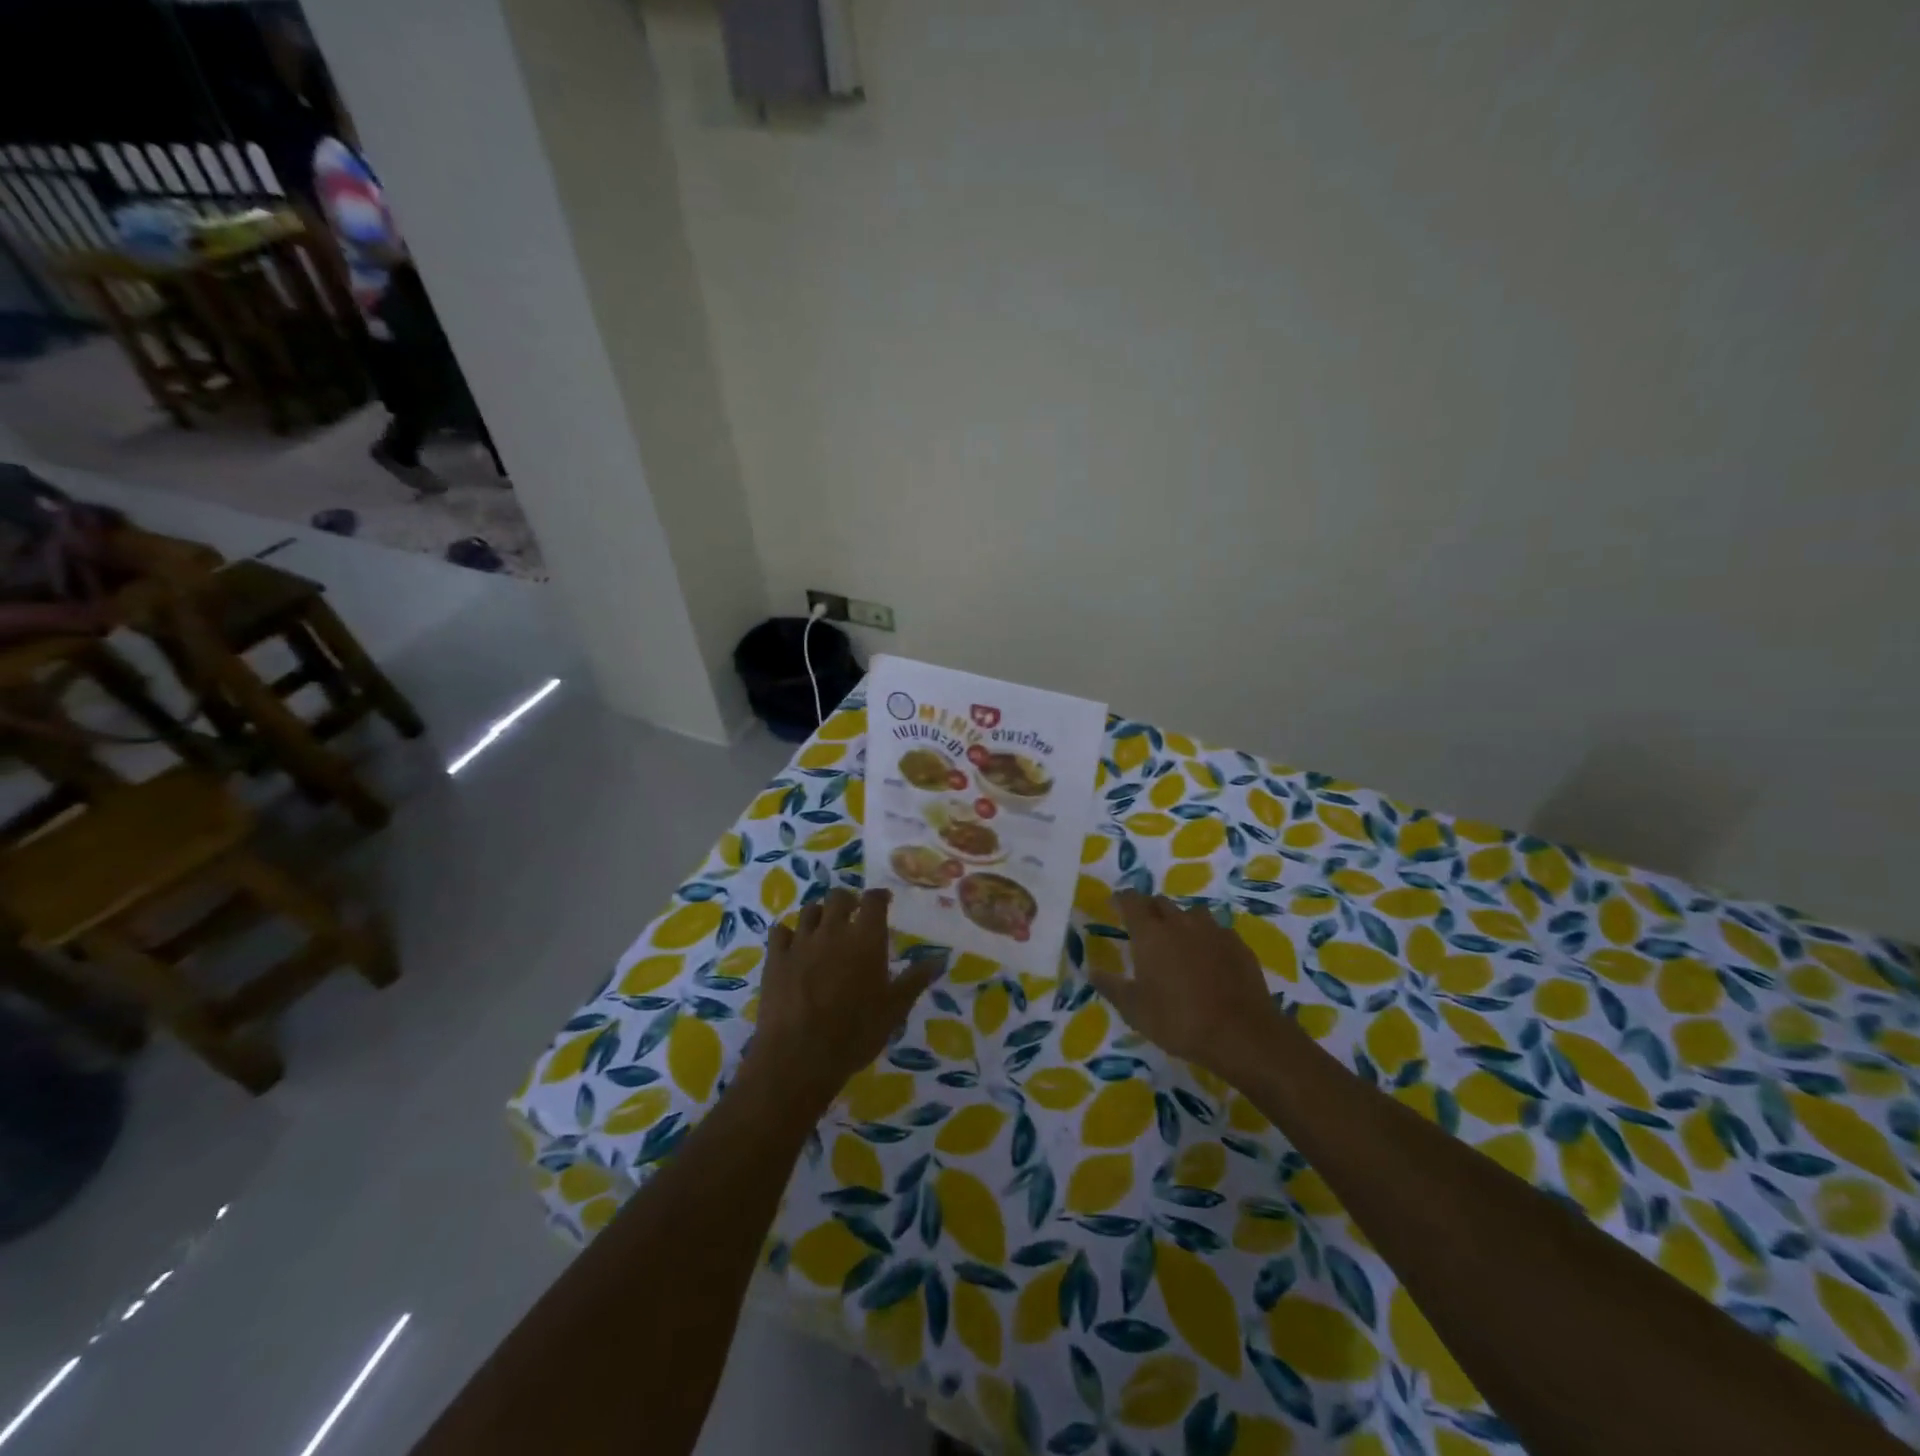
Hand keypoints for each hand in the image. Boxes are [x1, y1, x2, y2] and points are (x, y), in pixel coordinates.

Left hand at [743, 888, 937, 1108]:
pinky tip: (792, 944)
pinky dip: (788, 933)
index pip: (874, 900)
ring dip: (820, 914)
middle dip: (848, 900)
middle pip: (839, 897)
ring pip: (809, 910)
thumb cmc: (856, 1032)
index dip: (879, 896)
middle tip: (853, 913)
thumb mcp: (894, 1009)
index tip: (884, 900)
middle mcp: (833, 930)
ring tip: (824, 927)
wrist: (800, 1055)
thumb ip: (915, 980)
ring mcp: (801, 942)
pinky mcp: (775, 958)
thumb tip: (939, 959)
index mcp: (866, 938)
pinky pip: (780, 931)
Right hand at [1089, 892, 1284, 1073]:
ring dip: (1180, 920)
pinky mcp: (1238, 944)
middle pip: (1160, 903)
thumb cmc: (1179, 1021)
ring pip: (1191, 913)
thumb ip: (1111, 987)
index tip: (1115, 904)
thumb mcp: (1135, 1010)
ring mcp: (1213, 930)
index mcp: (1151, 933)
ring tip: (1178, 940)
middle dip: (1149, 909)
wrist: (1242, 1034)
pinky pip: (1217, 930)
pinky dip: (1207, 937)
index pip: (1131, 901)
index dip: (1121, 899)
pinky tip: (1209, 957)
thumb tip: (1092, 970)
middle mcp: (1180, 922)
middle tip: (1144, 927)